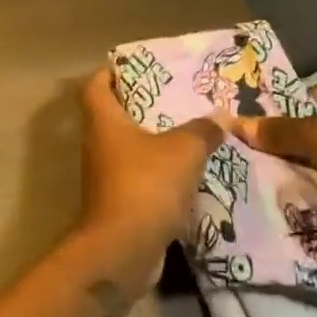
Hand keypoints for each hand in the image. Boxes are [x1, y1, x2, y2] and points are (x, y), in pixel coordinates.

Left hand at [78, 68, 221, 250]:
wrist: (122, 250)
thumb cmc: (145, 186)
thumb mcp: (183, 151)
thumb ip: (202, 131)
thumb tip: (221, 117)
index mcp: (103, 122)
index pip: (95, 86)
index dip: (110, 73)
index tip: (136, 67)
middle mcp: (98, 146)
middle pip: (114, 117)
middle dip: (143, 108)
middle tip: (178, 100)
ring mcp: (106, 177)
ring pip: (130, 150)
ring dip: (156, 143)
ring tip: (191, 134)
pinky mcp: (119, 204)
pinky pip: (141, 179)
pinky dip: (161, 175)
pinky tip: (190, 175)